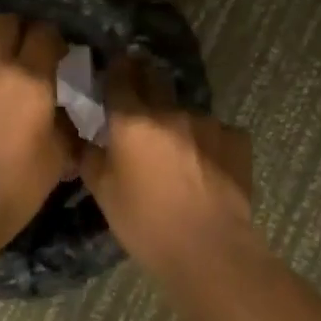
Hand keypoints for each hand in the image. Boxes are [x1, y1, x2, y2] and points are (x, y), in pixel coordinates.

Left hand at [0, 14, 75, 229]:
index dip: (56, 37)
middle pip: (7, 22)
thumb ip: (66, 125)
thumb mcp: (60, 156)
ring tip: (2, 56)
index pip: (44, 33)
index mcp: (31, 78)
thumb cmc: (18, 184)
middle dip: (23, 28)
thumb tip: (66, 114)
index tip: (62, 54)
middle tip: (32, 49)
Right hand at [81, 55, 252, 261]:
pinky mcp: (236, 139)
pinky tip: (206, 167)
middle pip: (155, 78)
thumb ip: (90, 157)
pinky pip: (216, 132)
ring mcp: (208, 122)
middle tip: (140, 100)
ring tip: (177, 150)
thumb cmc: (146, 224)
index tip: (113, 71)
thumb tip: (84, 137)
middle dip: (145, 80)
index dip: (115, 70)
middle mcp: (170, 111)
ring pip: (186, 110)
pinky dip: (207, 143)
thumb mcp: (104, 194)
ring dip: (177, 121)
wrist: (210, 249)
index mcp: (132, 121)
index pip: (120, 76)